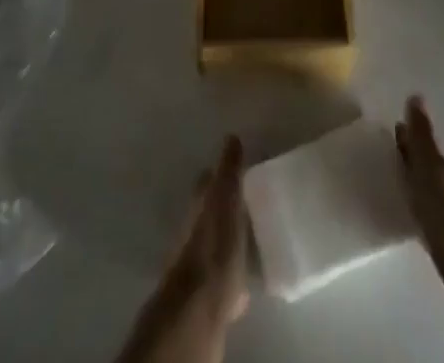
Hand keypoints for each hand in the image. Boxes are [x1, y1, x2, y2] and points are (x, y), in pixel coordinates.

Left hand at [114, 137, 249, 362]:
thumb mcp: (226, 198)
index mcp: (199, 204)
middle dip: (225, 209)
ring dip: (228, 241)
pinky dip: (231, 273)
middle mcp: (193, 229)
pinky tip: (245, 279)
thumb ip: (229, 170)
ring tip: (251, 241)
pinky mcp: (205, 293)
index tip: (239, 171)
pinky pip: (221, 276)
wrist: (199, 305)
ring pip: (214, 244)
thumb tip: (231, 137)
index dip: (221, 174)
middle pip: (210, 212)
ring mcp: (197, 262)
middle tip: (249, 206)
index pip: (208, 181)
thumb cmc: (215, 244)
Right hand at [397, 98, 443, 362]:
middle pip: (428, 165)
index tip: (393, 126)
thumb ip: (422, 137)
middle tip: (389, 150)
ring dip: (416, 182)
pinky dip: (420, 206)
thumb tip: (416, 95)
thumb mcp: (430, 169)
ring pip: (431, 189)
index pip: (423, 144)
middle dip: (412, 156)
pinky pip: (431, 214)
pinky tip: (412, 213)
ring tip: (396, 180)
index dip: (408, 136)